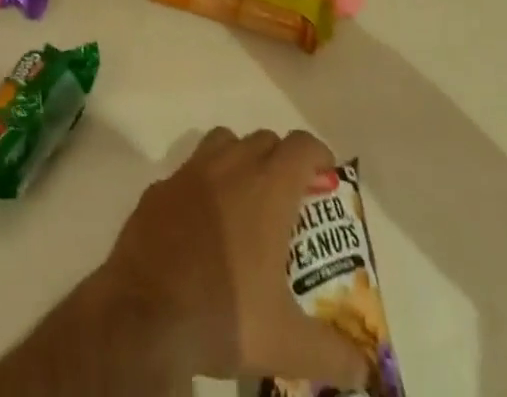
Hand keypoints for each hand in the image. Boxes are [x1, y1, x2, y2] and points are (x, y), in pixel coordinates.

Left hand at [94, 127, 368, 386]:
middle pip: (264, 139)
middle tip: (289, 201)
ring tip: (247, 201)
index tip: (326, 178)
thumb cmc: (223, 314)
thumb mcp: (288, 345)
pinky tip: (204, 224)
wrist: (145, 312)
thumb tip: (361, 367)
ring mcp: (190, 171)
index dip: (319, 155)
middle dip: (281, 160)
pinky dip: (203, 184)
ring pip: (224, 142)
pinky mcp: (160, 186)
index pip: (301, 145)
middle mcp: (229, 166)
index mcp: (266, 188)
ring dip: (241, 159)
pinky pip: (190, 170)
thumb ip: (333, 353)